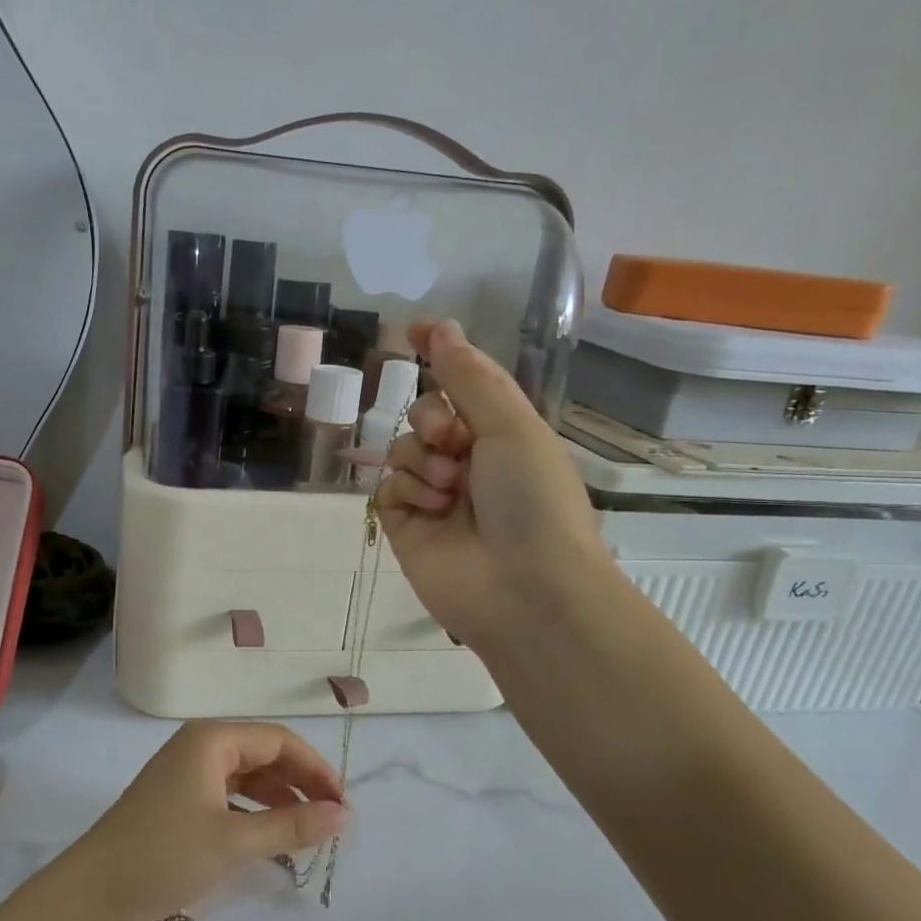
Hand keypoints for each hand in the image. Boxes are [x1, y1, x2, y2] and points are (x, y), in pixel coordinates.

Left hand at [58, 722, 346, 920]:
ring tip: (309, 831)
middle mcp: (200, 745)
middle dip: (300, 784)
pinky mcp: (178, 797)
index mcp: (212, 739)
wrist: (92, 892)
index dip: (315, 769)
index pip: (279, 741)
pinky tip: (271, 838)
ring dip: (279, 799)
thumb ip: (292, 825)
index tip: (343, 805)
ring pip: (248, 776)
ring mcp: (186, 771)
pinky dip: (254, 811)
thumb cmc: (165, 855)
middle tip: (332, 821)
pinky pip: (229, 794)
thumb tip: (344, 815)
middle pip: (264, 754)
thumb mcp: (234, 841)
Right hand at [378, 320, 610, 653]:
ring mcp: (435, 496)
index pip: (466, 381)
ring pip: (402, 449)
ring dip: (422, 459)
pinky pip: (387, 488)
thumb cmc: (533, 501)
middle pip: (424, 413)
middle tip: (452, 441)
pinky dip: (406, 491)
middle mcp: (468, 461)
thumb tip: (440, 329)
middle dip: (431, 419)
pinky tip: (430, 510)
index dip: (442, 353)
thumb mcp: (511, 426)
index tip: (413, 331)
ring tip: (449, 490)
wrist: (526, 591)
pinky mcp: (406, 527)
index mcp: (503, 433)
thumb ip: (468, 377)